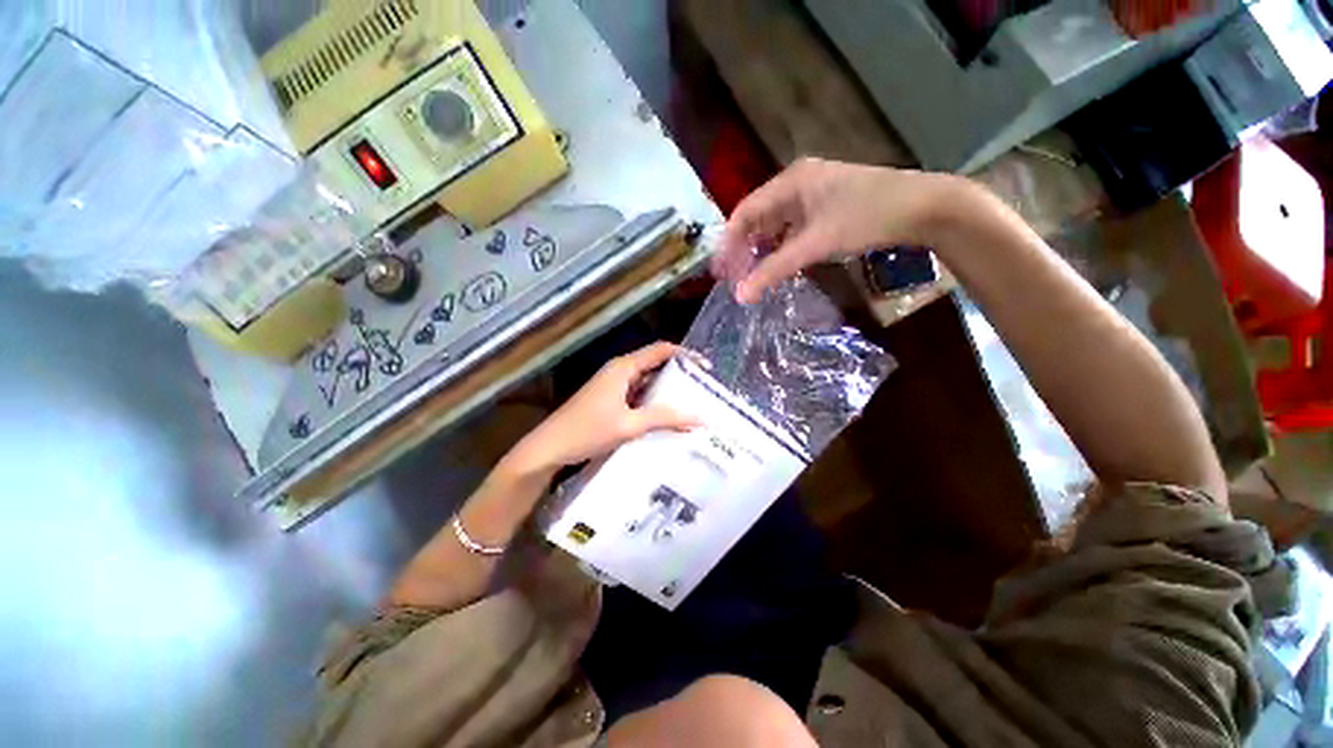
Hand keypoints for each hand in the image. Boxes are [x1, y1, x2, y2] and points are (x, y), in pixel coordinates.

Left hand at [505, 342, 698, 476]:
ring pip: (647, 383)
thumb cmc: (586, 431)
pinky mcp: (610, 401)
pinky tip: (666, 418)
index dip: (685, 355)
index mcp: (623, 367)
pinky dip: (653, 403)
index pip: (661, 350)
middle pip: (655, 365)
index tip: (706, 368)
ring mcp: (613, 387)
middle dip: (679, 376)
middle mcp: (619, 371)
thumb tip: (700, 417)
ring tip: (691, 405)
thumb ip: (664, 418)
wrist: (548, 449)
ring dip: (666, 392)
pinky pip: (638, 396)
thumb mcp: (629, 425)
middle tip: (703, 391)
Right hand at [713, 158, 959, 302]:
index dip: (728, 242)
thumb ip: (775, 270)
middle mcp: (797, 184)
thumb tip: (741, 296)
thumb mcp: (815, 244)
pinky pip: (792, 230)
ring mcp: (813, 195)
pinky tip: (778, 266)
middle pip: (757, 218)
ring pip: (775, 226)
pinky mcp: (826, 209)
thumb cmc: (866, 218)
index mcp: (790, 182)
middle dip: (743, 249)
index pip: (744, 212)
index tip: (719, 271)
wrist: (923, 208)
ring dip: (761, 251)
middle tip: (732, 278)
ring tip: (750, 277)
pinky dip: (781, 249)